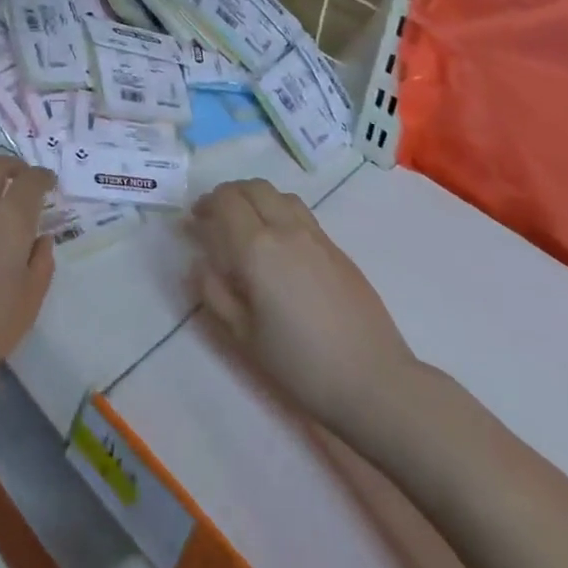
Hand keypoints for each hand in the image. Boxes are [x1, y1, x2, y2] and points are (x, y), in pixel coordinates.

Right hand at [190, 179, 416, 432]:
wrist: (373, 380)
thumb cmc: (300, 364)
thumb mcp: (243, 336)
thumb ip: (215, 292)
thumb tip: (200, 263)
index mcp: (257, 248)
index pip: (226, 201)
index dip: (206, 204)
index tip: (194, 221)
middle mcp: (286, 229)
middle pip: (253, 188)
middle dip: (229, 194)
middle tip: (216, 217)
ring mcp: (316, 236)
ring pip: (280, 195)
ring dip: (257, 199)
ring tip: (247, 225)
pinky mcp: (338, 249)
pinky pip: (301, 213)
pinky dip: (280, 212)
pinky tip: (279, 244)